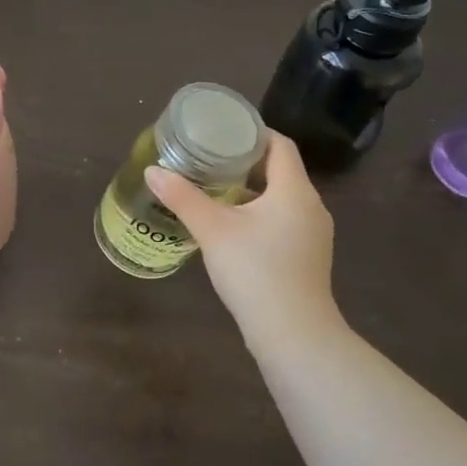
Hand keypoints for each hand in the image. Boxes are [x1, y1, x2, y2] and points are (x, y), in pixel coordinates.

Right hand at [146, 131, 336, 341]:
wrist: (294, 335)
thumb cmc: (256, 272)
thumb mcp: (213, 230)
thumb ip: (183, 197)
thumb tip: (152, 171)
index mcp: (294, 190)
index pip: (280, 145)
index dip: (254, 133)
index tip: (223, 131)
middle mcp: (311, 206)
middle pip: (281, 170)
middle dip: (246, 162)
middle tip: (210, 158)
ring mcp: (314, 234)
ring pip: (282, 198)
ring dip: (252, 190)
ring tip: (215, 189)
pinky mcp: (308, 256)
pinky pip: (284, 220)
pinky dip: (260, 213)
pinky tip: (232, 227)